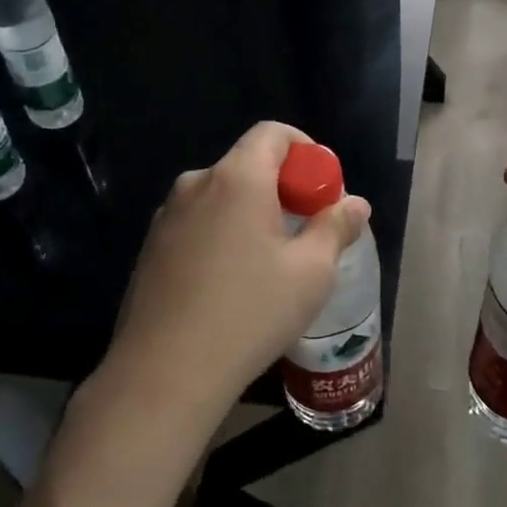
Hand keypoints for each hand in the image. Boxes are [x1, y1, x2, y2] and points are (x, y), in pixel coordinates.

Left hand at [107, 122, 371, 421]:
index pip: (272, 133)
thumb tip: (355, 203)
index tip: (322, 188)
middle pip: (247, 165)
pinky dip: (223, 235)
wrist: (165, 373)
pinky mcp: (151, 248)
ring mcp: (167, 217)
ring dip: (251, 213)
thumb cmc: (250, 313)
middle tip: (305, 230)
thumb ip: (336, 227)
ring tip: (270, 263)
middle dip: (282, 187)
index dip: (305, 150)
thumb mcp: (311, 272)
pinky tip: (231, 283)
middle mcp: (196, 185)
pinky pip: (198, 224)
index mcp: (236, 179)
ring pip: (222, 197)